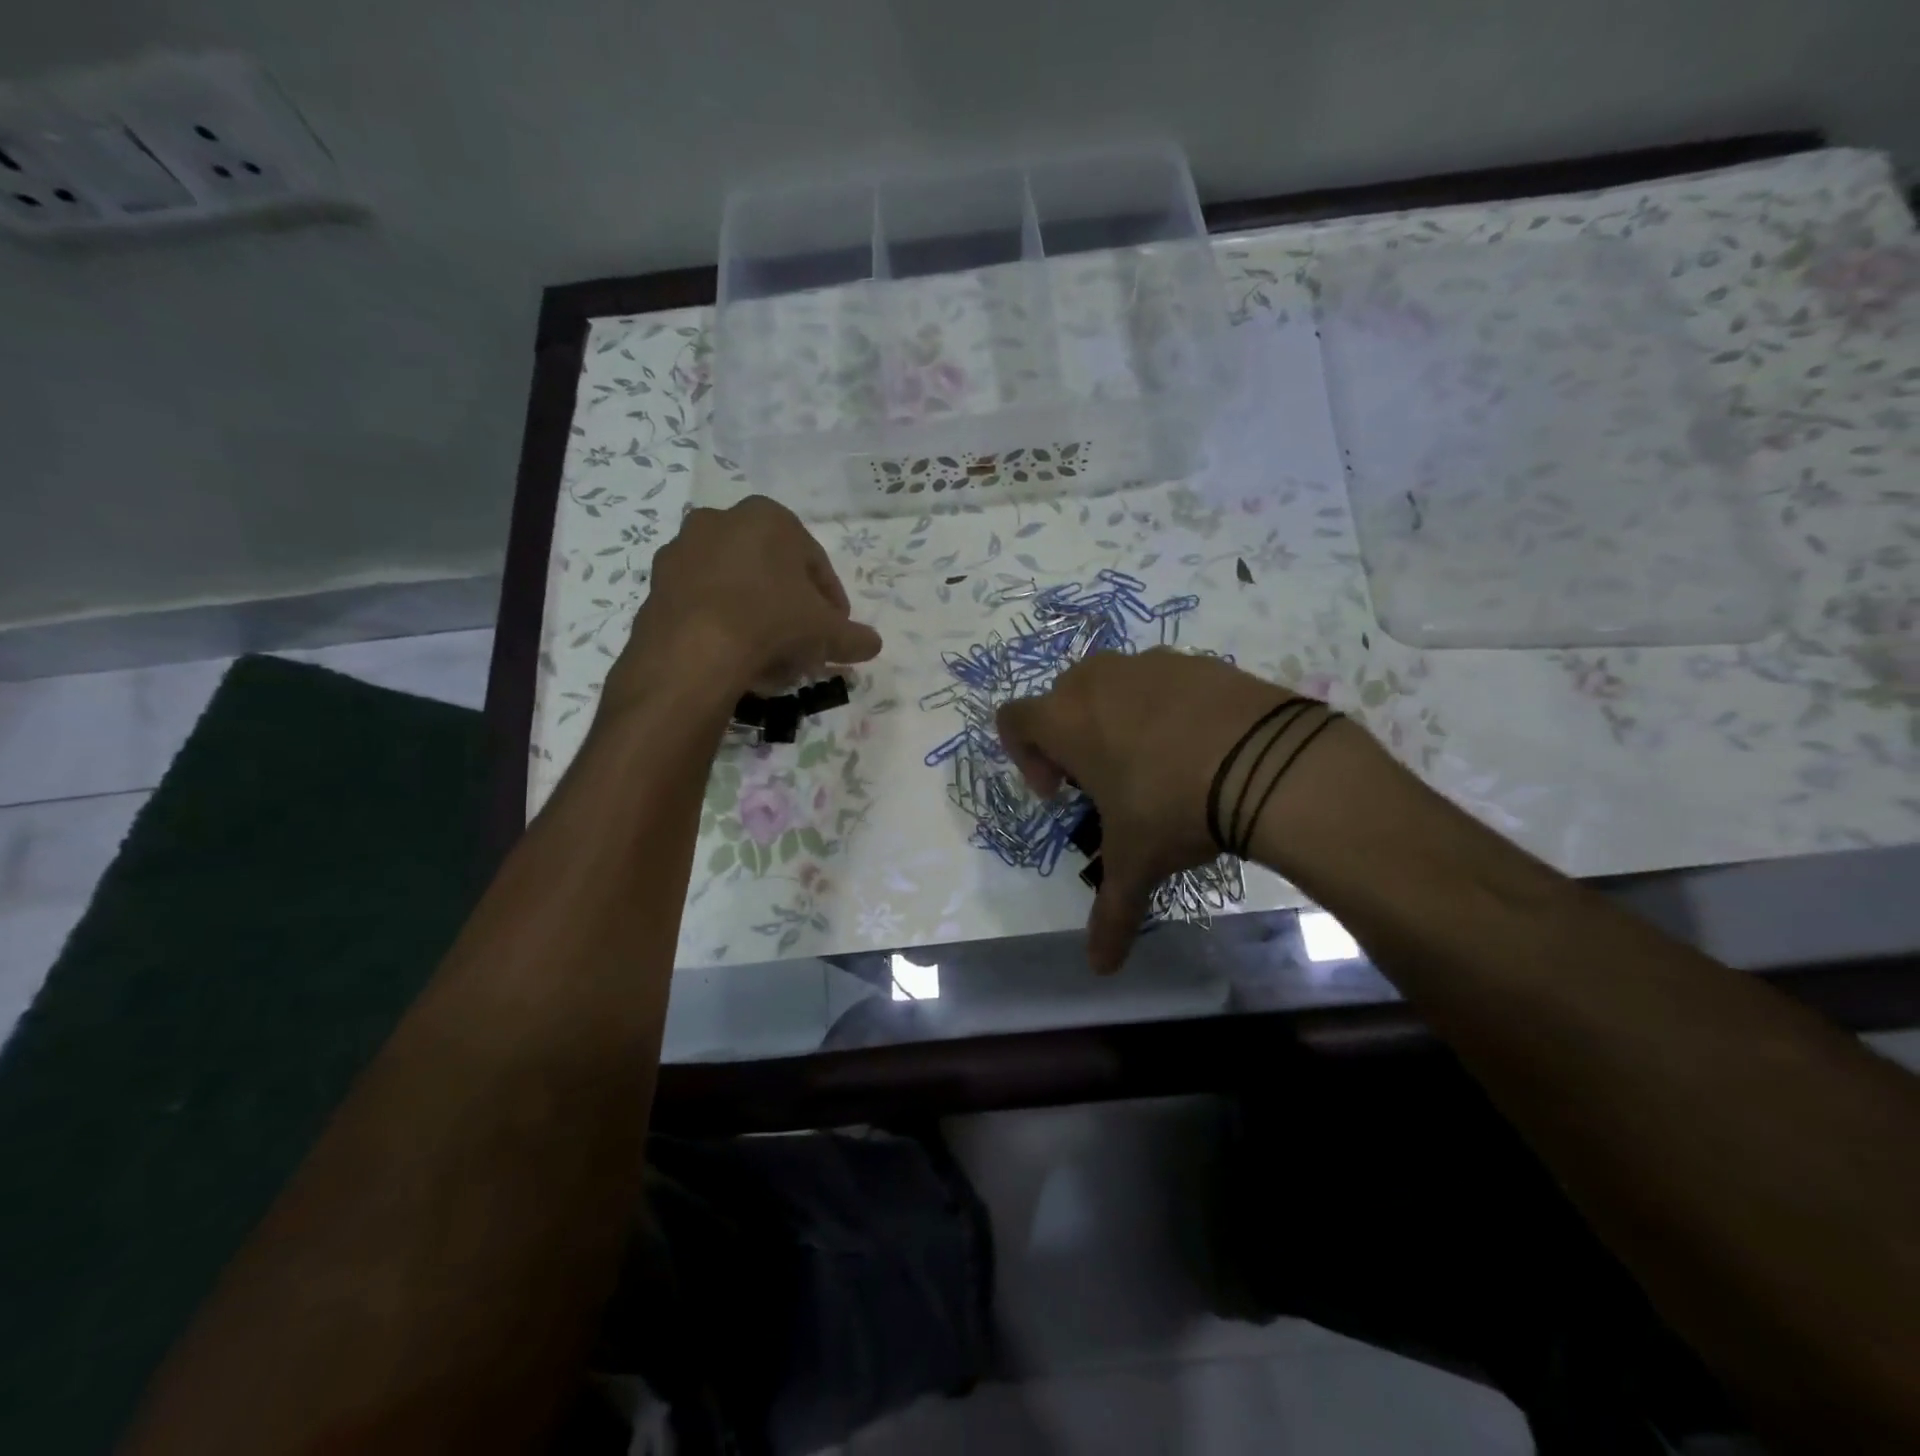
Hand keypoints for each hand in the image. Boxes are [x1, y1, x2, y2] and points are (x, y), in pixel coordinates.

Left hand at [604, 497, 881, 712]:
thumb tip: (872, 644)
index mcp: (768, 517)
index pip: (814, 561)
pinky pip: (703, 602)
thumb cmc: (772, 622)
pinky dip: (722, 624)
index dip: (831, 601)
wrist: (693, 650)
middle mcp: (721, 520)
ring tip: (770, 656)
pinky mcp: (656, 583)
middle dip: (790, 607)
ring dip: (756, 616)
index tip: (836, 630)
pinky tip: (735, 656)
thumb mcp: (827, 632)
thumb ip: (854, 637)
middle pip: (772, 571)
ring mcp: (683, 550)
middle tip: (803, 643)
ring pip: (735, 586)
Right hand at [997, 650, 1296, 973]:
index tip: (1060, 793)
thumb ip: (1112, 913)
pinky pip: (1165, 681)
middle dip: (1073, 739)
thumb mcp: (1137, 863)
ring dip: (1119, 721)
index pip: (1013, 720)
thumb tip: (1100, 968)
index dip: (1025, 757)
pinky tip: (1201, 749)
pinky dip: (1169, 709)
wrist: (1266, 762)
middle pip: (1063, 700)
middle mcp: (1098, 681)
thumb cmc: (1172, 807)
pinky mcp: (1199, 661)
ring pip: (1114, 686)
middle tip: (1106, 781)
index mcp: (1065, 719)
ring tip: (1158, 765)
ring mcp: (1151, 664)